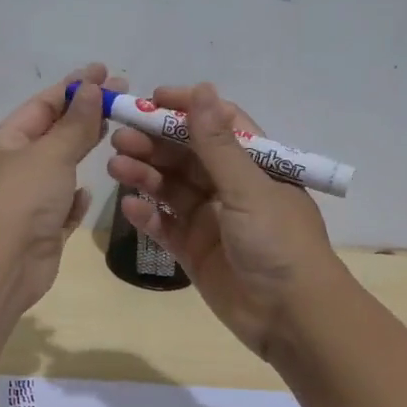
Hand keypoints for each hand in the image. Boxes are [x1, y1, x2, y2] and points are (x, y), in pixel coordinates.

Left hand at [0, 62, 126, 308]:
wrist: (2, 264)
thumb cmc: (22, 198)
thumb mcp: (51, 152)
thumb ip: (75, 123)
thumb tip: (92, 89)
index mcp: (4, 143)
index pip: (42, 106)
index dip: (74, 87)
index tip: (106, 72)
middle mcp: (12, 170)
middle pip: (52, 135)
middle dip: (84, 116)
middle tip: (122, 98)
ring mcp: (26, 203)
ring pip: (58, 172)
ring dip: (80, 153)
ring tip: (114, 134)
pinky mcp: (41, 233)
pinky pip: (61, 209)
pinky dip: (74, 198)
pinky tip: (88, 192)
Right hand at [106, 82, 341, 357]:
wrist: (290, 317)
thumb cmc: (277, 243)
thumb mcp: (248, 188)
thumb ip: (217, 144)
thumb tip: (202, 90)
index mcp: (255, 165)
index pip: (218, 124)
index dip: (186, 109)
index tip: (151, 101)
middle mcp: (231, 188)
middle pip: (187, 156)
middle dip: (154, 143)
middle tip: (119, 137)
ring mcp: (211, 220)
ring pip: (171, 189)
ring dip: (145, 175)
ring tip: (115, 166)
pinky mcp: (194, 251)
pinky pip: (165, 226)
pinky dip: (148, 216)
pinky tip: (130, 207)